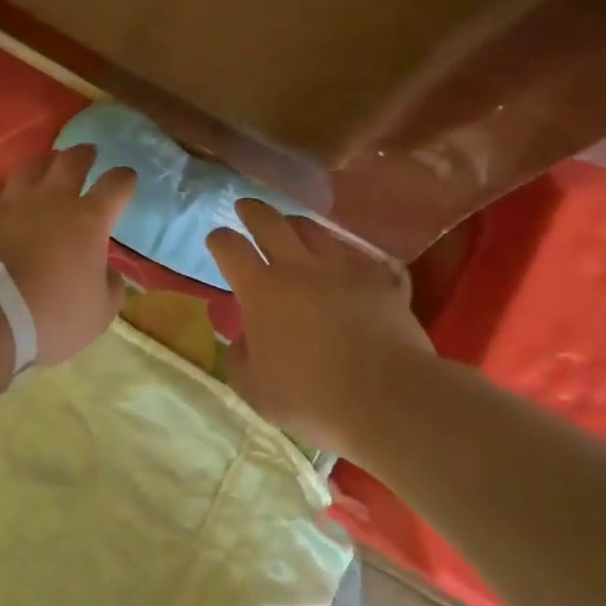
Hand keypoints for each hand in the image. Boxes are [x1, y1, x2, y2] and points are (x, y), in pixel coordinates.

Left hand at [0, 145, 136, 366]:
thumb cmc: (50, 316)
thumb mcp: (99, 314)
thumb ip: (111, 287)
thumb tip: (110, 273)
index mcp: (89, 220)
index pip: (116, 185)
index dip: (124, 179)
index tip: (127, 178)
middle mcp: (53, 198)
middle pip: (72, 161)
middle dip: (84, 154)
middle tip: (87, 153)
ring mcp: (12, 199)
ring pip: (32, 166)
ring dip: (45, 163)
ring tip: (48, 164)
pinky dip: (3, 188)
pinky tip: (2, 194)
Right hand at [207, 199, 432, 453]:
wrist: (389, 398)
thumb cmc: (313, 398)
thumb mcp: (256, 391)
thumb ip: (241, 359)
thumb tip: (244, 340)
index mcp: (262, 290)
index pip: (230, 248)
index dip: (220, 240)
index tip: (216, 239)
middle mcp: (299, 268)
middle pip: (271, 222)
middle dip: (254, 211)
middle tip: (246, 206)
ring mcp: (343, 269)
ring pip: (316, 231)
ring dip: (299, 226)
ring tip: (295, 227)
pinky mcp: (380, 281)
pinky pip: (362, 260)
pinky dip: (351, 260)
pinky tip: (353, 266)